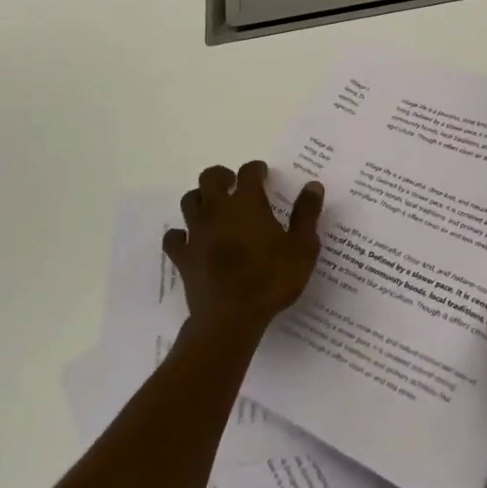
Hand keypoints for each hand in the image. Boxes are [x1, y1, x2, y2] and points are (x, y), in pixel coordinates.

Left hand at [164, 160, 322, 346]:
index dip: (256, 169)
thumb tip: (313, 185)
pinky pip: (174, 237)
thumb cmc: (271, 280)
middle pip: (210, 177)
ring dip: (201, 199)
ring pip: (189, 201)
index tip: (263, 173)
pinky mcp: (182, 256)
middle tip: (233, 184)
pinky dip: (180, 234)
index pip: (249, 172)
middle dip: (222, 176)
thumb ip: (307, 214)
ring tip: (213, 208)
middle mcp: (217, 210)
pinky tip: (191, 239)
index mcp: (247, 203)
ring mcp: (196, 232)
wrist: (230, 318)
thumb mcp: (302, 247)